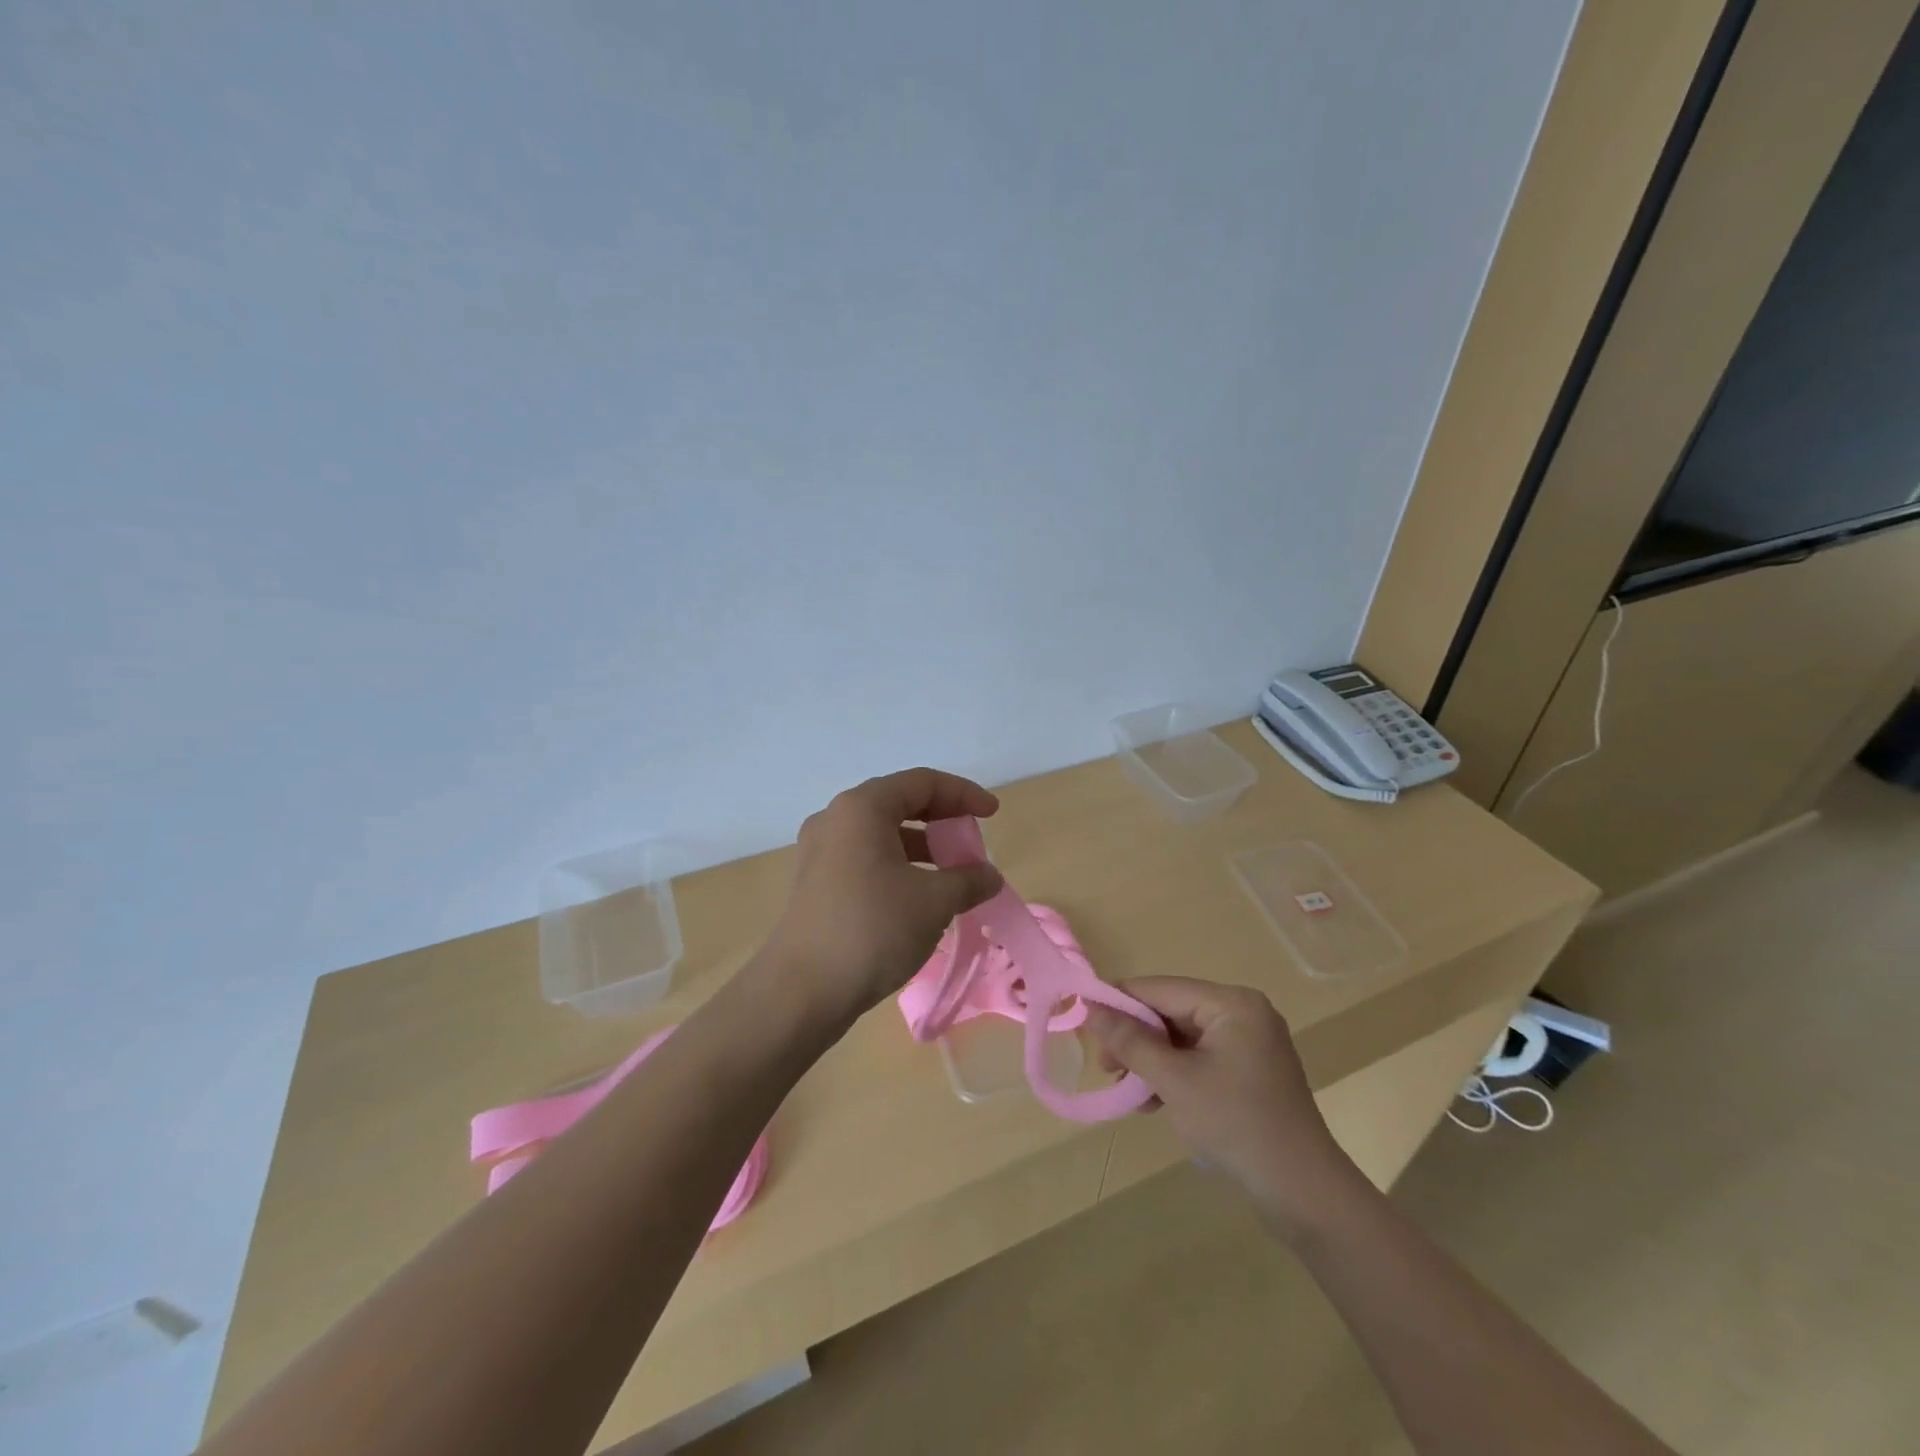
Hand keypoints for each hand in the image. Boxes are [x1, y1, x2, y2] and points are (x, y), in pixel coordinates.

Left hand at [763, 769, 1005, 1026]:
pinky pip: (866, 859)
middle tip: (972, 842)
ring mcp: (820, 852)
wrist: (801, 992)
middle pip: (899, 803)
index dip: (963, 793)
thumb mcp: (934, 902)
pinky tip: (920, 898)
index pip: (922, 782)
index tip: (993, 813)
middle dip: (942, 819)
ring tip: (953, 876)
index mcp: (862, 808)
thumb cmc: (872, 930)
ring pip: (882, 834)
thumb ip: (968, 880)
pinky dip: (899, 867)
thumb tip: (989, 877)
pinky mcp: (816, 884)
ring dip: (922, 847)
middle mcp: (836, 819)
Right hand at [1085, 977, 1361, 1239]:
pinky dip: (1172, 1075)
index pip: (1160, 988)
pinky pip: (1197, 1058)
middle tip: (1105, 1068)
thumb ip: (1130, 1041)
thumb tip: (1089, 1008)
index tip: (1084, 1025)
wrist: (1304, 1193)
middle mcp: (1241, 1012)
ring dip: (1150, 1062)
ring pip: (1180, 1038)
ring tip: (1126, 1092)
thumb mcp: (1175, 1081)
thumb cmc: (1237, 1125)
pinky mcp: (1247, 1071)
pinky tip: (1151, 1103)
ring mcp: (1247, 1042)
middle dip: (1135, 1039)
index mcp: (1231, 1003)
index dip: (1118, 1003)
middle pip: (1170, 1012)